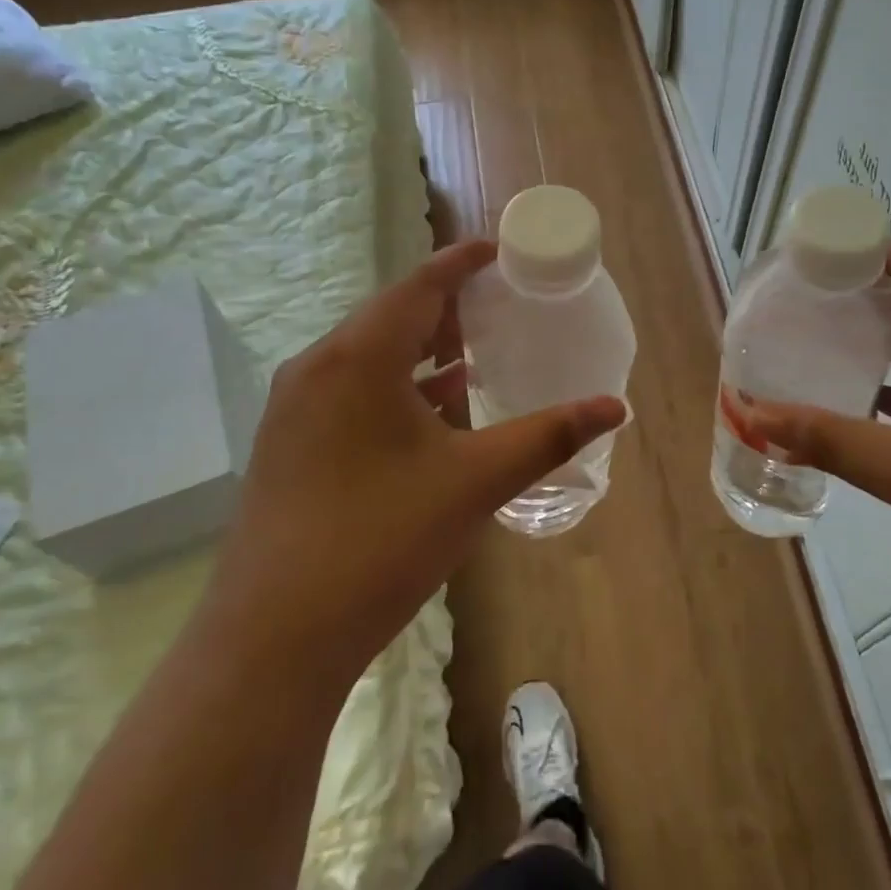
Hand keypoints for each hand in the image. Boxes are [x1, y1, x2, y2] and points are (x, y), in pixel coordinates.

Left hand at [211, 241, 624, 691]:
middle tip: (495, 305)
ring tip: (471, 354)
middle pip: (388, 316)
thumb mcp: (475, 482)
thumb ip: (547, 437)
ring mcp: (294, 408)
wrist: (275, 637)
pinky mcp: (287, 445)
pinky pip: (349, 391)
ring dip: (417, 350)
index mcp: (358, 357)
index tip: (497, 252)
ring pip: (366, 356)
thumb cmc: (381, 540)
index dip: (460, 263)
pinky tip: (428, 412)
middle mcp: (317, 368)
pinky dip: (393, 387)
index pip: (418, 286)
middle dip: (443, 306)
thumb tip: (615, 407)